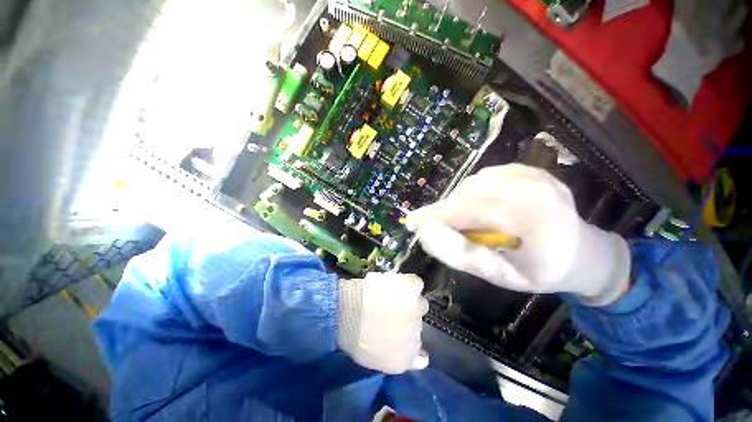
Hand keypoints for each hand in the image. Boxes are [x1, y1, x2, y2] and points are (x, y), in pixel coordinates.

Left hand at [337, 273, 428, 373]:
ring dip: (409, 301)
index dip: (410, 342)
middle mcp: (417, 336)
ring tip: (392, 294)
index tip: (401, 333)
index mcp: (405, 359)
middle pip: (418, 325)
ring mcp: (417, 310)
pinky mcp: (413, 288)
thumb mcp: (372, 357)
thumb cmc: (353, 335)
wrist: (349, 310)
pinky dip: (410, 283)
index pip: (421, 356)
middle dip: (407, 318)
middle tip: (391, 310)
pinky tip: (397, 283)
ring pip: (420, 304)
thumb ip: (392, 356)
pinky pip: (417, 284)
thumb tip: (407, 353)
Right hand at [407, 164, 630, 305]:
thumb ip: (463, 256)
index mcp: (537, 220)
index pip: (474, 210)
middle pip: (471, 192)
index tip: (414, 222)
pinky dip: (472, 191)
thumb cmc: (543, 271)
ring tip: (458, 218)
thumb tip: (427, 236)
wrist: (582, 251)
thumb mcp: (503, 276)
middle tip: (434, 224)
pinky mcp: (530, 169)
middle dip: (446, 208)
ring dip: (458, 199)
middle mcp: (537, 189)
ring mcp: (535, 175)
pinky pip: (487, 176)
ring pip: (476, 181)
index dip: (439, 215)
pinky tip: (478, 206)